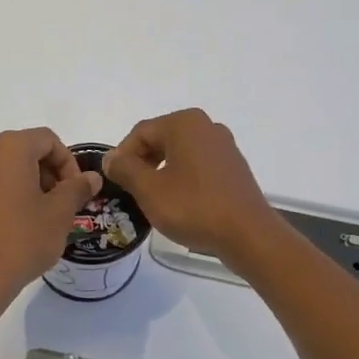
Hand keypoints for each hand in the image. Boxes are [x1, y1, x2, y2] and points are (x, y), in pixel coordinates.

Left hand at [0, 128, 103, 302]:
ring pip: (5, 171)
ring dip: (28, 186)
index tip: (76, 191)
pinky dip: (5, 199)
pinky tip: (14, 229)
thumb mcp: (60, 213)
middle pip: (25, 152)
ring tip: (40, 218)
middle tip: (62, 204)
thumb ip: (77, 188)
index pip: (48, 140)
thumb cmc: (23, 240)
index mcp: (9, 149)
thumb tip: (91, 177)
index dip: (69, 163)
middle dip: (48, 174)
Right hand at [102, 109, 282, 266]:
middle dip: (142, 163)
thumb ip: (125, 169)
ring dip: (161, 172)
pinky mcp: (233, 166)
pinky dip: (183, 178)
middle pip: (160, 139)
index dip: (122, 157)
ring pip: (179, 153)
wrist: (248, 234)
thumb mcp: (150, 190)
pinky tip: (179, 203)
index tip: (114, 182)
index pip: (140, 133)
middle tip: (131, 191)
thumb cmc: (194, 207)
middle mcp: (206, 126)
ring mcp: (224, 146)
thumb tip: (110, 157)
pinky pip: (198, 165)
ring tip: (152, 199)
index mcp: (184, 123)